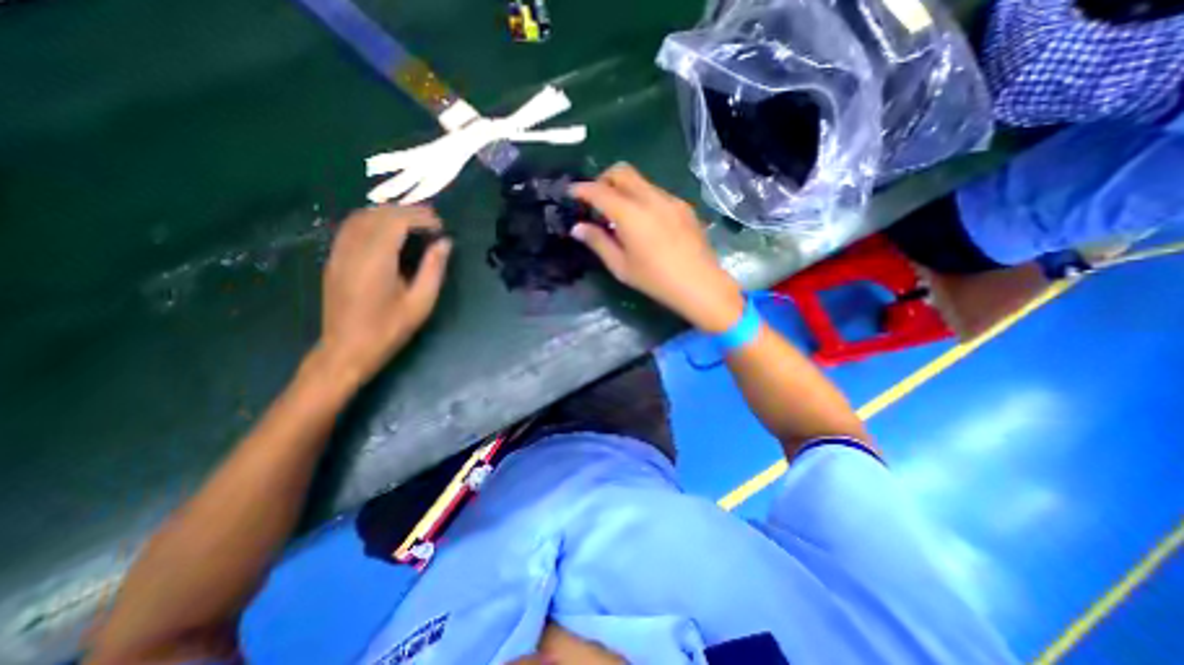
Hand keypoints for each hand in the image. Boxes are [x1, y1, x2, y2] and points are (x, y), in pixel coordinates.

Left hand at [314, 205, 454, 387]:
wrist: (346, 350)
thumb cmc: (389, 330)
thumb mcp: (420, 303)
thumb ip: (433, 269)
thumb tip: (445, 243)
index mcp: (376, 261)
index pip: (396, 221)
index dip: (420, 217)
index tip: (440, 225)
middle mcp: (353, 250)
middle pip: (378, 214)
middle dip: (406, 211)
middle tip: (431, 221)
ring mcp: (339, 253)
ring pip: (361, 217)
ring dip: (388, 214)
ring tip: (412, 223)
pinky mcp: (334, 260)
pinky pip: (351, 228)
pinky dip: (372, 221)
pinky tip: (388, 233)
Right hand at [570, 163, 737, 329]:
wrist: (700, 284)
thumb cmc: (655, 280)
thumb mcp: (620, 266)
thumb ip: (598, 242)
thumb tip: (578, 228)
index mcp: (630, 213)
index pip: (599, 190)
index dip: (581, 189)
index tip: (572, 194)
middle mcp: (650, 198)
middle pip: (622, 171)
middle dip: (603, 180)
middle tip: (596, 202)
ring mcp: (670, 200)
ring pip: (641, 181)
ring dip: (624, 190)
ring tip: (621, 217)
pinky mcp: (683, 206)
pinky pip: (656, 193)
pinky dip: (642, 199)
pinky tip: (645, 223)